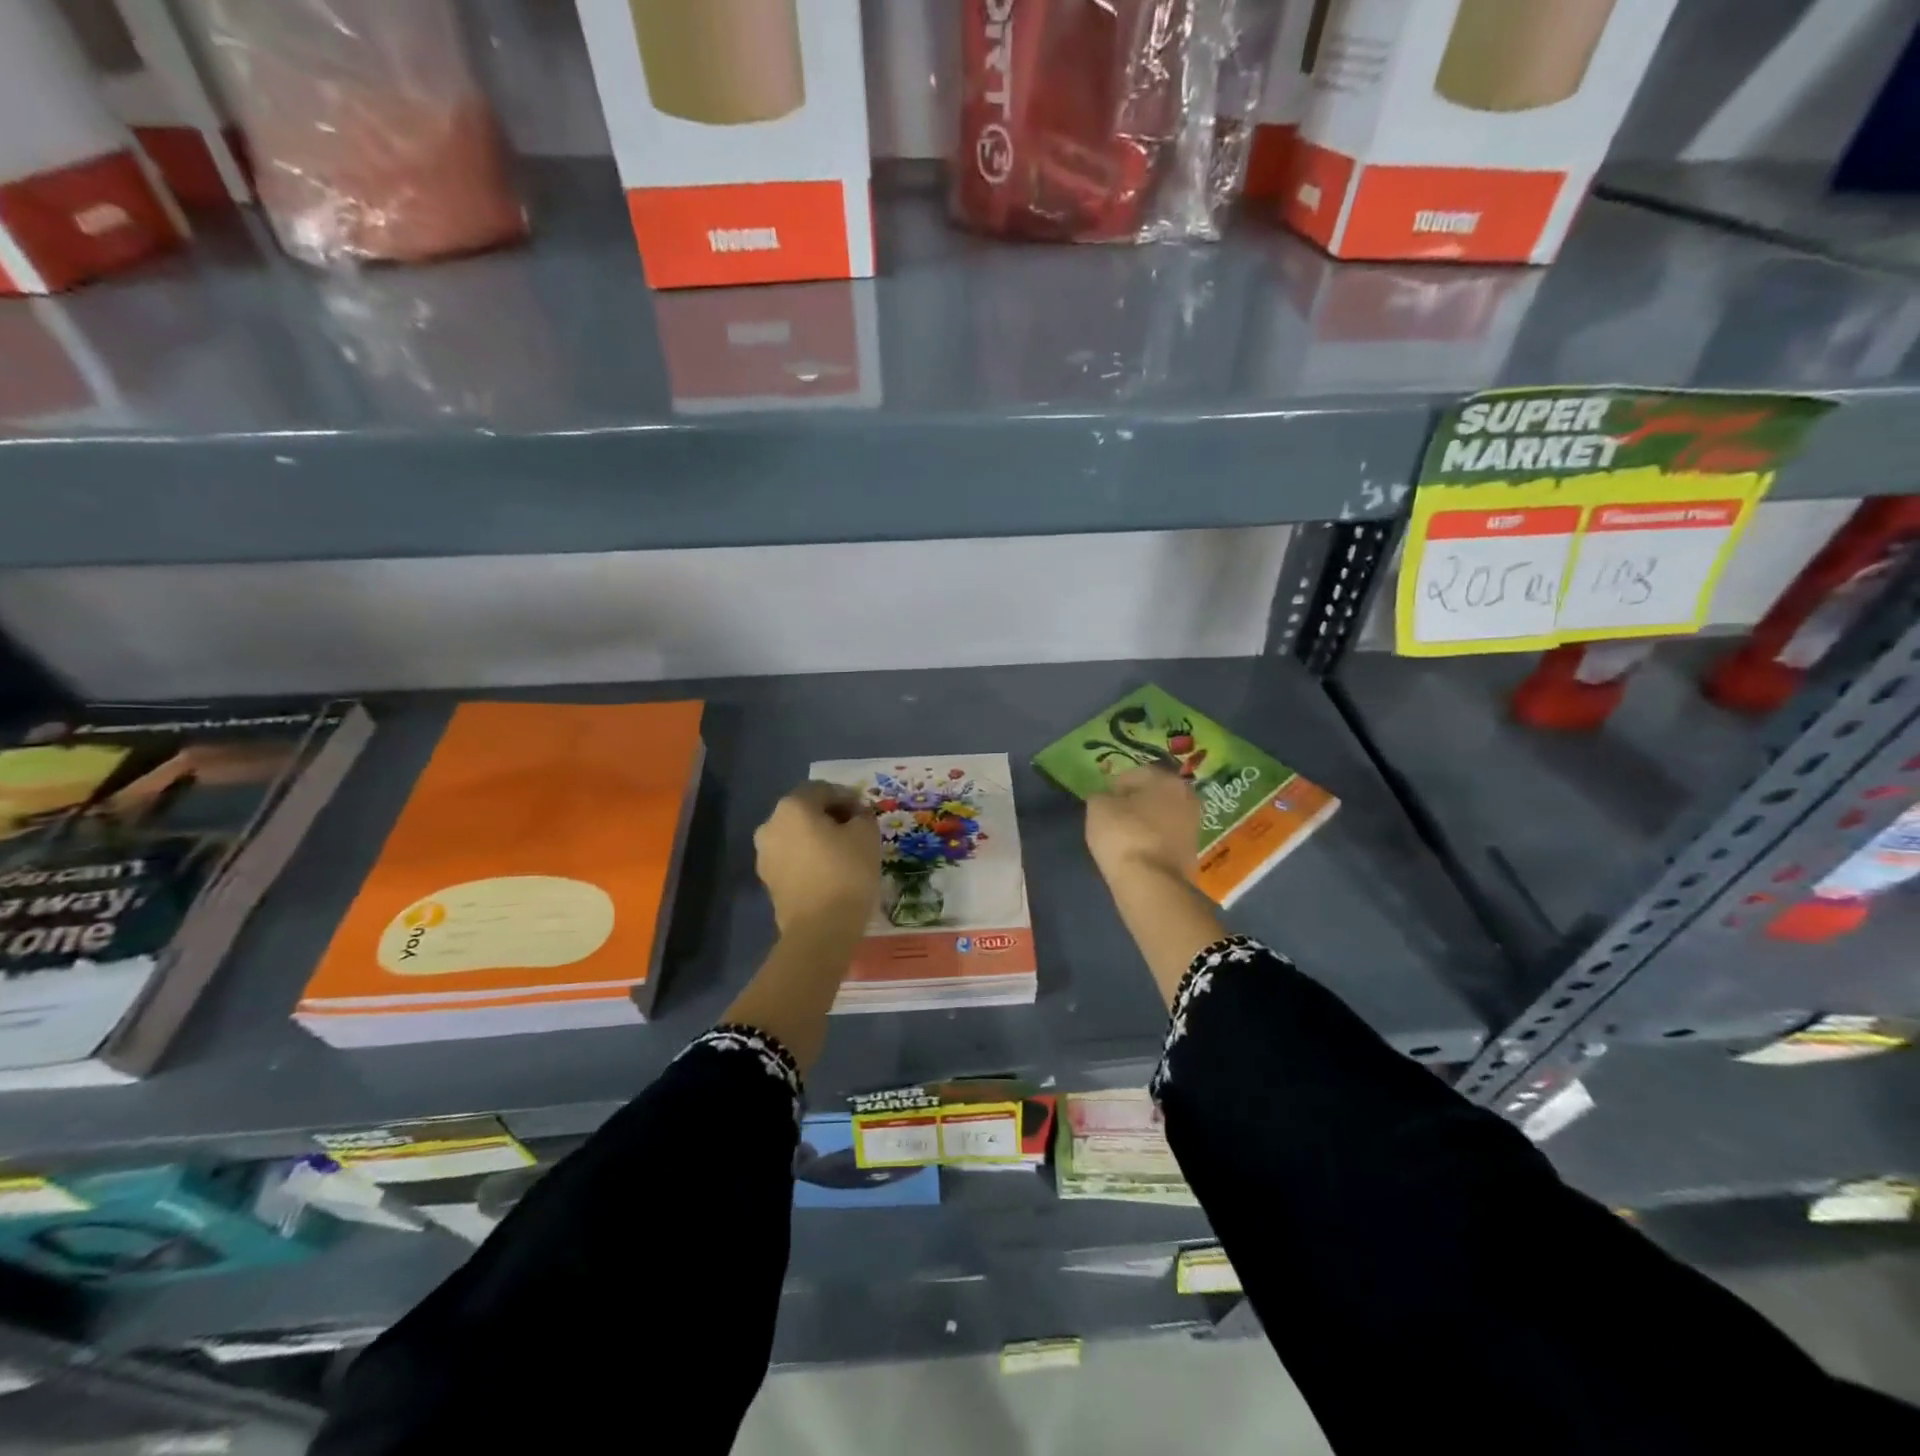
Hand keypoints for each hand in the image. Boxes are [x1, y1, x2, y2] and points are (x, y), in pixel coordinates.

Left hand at [754, 781, 880, 933]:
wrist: (820, 930)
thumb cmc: (846, 872)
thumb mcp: (867, 835)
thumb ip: (862, 816)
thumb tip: (855, 816)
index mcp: (793, 807)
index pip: (823, 789)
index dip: (848, 797)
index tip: (866, 814)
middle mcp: (771, 825)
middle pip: (805, 811)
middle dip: (831, 817)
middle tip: (856, 831)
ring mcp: (765, 855)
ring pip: (797, 836)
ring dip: (818, 839)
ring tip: (844, 854)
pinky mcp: (768, 881)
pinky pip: (792, 859)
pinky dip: (809, 859)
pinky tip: (830, 872)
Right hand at [1085, 766, 1198, 888]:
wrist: (1150, 883)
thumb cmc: (1123, 835)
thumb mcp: (1098, 807)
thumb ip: (1101, 796)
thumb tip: (1106, 798)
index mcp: (1167, 781)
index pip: (1139, 773)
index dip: (1118, 783)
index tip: (1104, 797)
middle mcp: (1187, 798)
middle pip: (1156, 793)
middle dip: (1137, 800)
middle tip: (1116, 812)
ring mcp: (1193, 827)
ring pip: (1164, 815)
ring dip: (1147, 820)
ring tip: (1125, 832)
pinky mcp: (1192, 852)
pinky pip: (1167, 837)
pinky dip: (1153, 838)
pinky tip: (1137, 848)